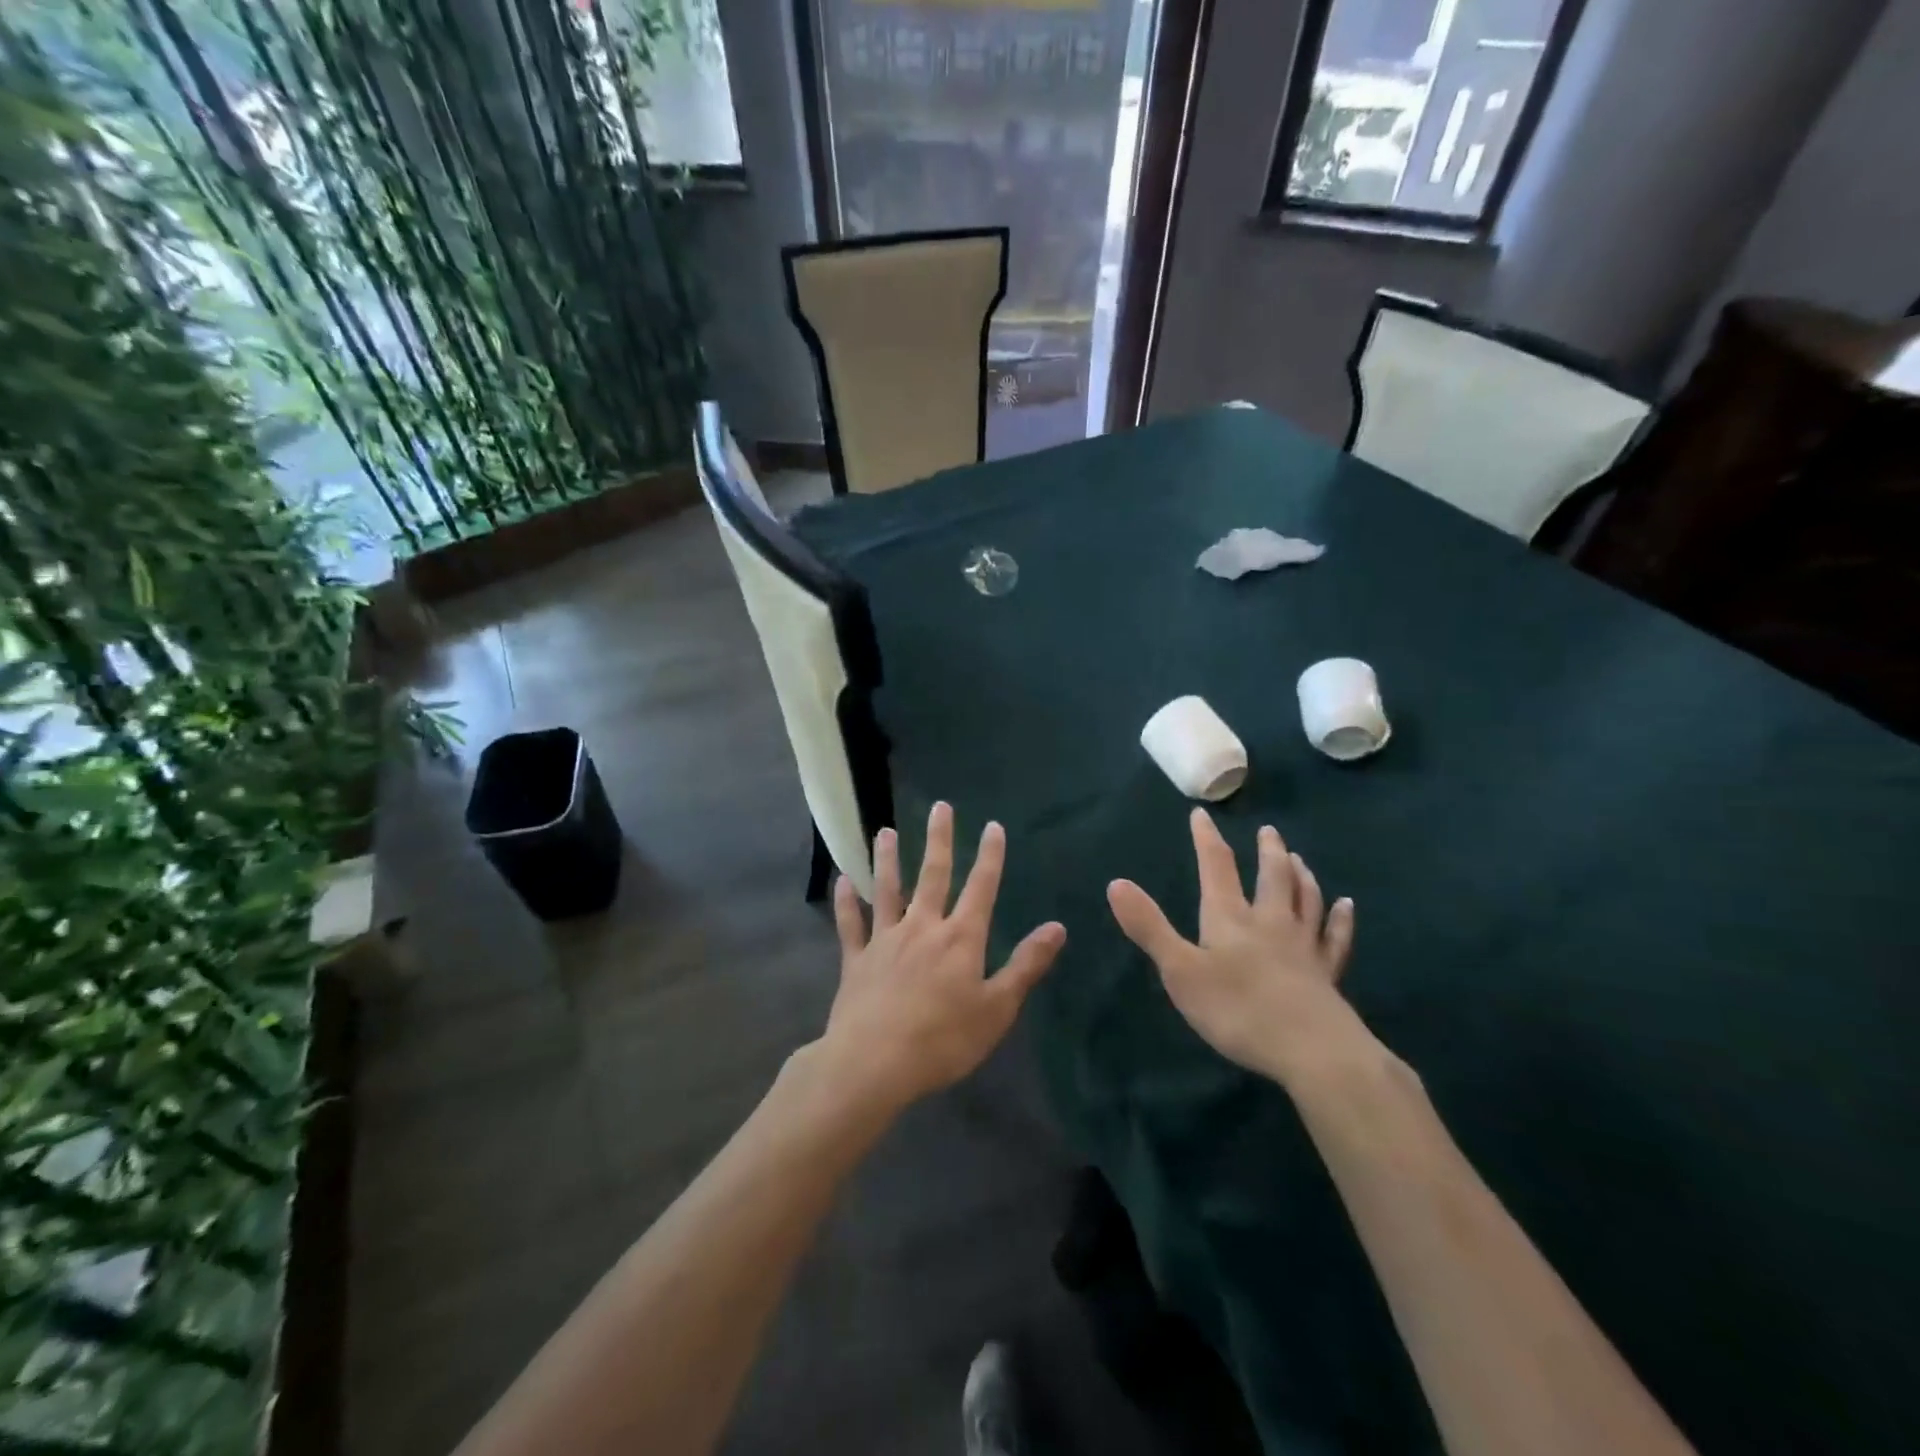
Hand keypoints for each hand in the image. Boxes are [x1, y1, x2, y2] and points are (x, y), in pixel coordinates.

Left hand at [817, 803, 1066, 1115]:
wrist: (874, 1062)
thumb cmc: (943, 1039)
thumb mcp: (997, 1008)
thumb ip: (1026, 965)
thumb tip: (1057, 927)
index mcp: (960, 938)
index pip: (981, 887)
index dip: (990, 856)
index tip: (993, 826)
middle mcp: (923, 927)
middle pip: (933, 874)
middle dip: (939, 839)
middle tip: (939, 807)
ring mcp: (886, 940)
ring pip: (887, 890)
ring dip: (887, 859)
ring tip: (885, 831)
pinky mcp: (856, 959)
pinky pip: (851, 924)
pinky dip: (846, 902)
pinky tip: (842, 881)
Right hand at [1107, 808, 1358, 1085]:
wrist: (1313, 1052)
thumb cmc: (1238, 1010)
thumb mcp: (1180, 970)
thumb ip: (1149, 927)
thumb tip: (1116, 882)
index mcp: (1230, 919)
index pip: (1216, 868)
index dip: (1206, 840)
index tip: (1201, 814)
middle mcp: (1270, 923)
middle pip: (1271, 877)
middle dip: (1267, 852)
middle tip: (1269, 831)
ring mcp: (1303, 948)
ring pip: (1305, 901)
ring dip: (1301, 876)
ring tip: (1298, 859)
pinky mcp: (1327, 976)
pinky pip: (1335, 938)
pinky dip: (1340, 920)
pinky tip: (1346, 906)